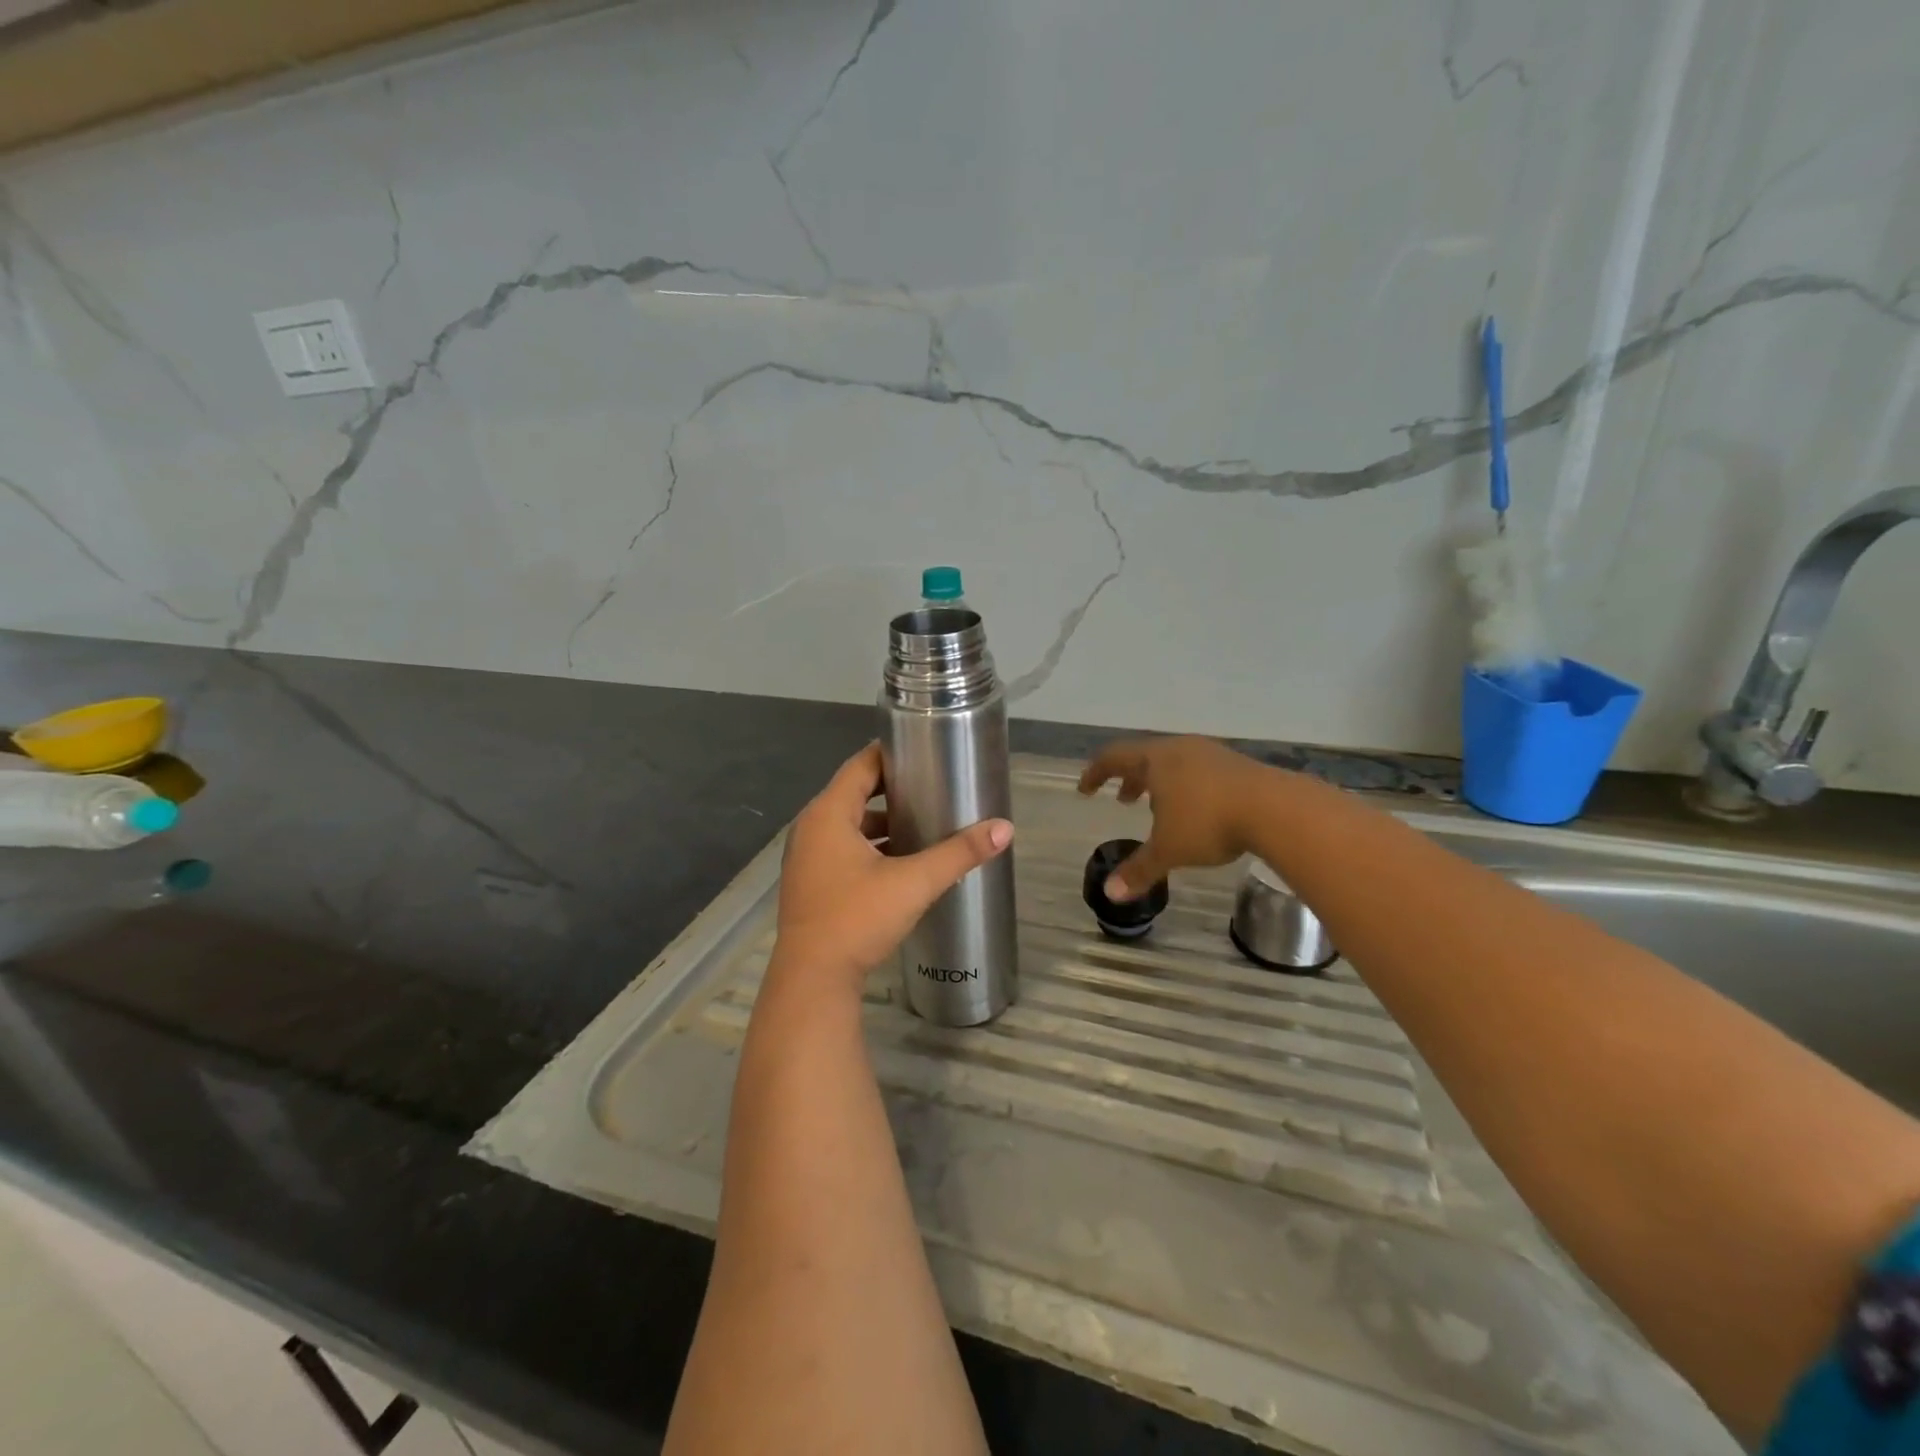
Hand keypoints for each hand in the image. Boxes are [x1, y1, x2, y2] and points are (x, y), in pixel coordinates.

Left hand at [773, 743, 1013, 990]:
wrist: (813, 979)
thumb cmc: (857, 918)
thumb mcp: (914, 882)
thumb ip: (959, 854)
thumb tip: (1004, 829)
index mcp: (828, 814)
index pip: (861, 765)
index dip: (892, 753)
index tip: (925, 748)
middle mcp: (811, 828)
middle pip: (854, 792)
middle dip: (893, 788)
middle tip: (933, 783)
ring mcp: (807, 857)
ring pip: (849, 824)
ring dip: (882, 821)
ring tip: (924, 820)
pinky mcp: (812, 882)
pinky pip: (843, 848)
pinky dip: (869, 846)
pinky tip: (901, 859)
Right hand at [1077, 736, 1272, 899]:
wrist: (1276, 809)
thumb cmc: (1208, 823)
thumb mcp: (1169, 849)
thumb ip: (1139, 869)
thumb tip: (1110, 893)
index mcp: (1155, 760)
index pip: (1113, 757)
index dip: (1096, 773)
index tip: (1085, 789)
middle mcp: (1180, 749)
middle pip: (1144, 757)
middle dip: (1130, 779)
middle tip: (1122, 799)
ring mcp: (1211, 754)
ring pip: (1174, 763)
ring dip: (1159, 783)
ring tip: (1158, 808)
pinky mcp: (1238, 765)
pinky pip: (1199, 770)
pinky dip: (1186, 786)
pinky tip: (1196, 811)